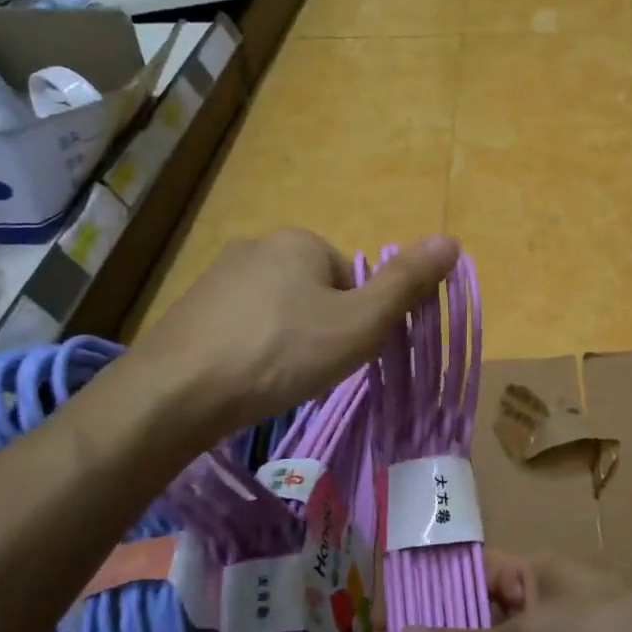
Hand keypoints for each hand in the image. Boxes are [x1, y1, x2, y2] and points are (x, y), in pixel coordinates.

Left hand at [135, 229, 458, 432]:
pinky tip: (244, 380)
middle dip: (321, 331)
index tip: (342, 355)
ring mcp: (218, 277)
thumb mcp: (359, 323)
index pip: (352, 279)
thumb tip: (452, 240)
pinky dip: (253, 351)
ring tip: (276, 380)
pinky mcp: (191, 309)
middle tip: (310, 371)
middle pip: (316, 293)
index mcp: (300, 240)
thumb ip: (406, 284)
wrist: (178, 392)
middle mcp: (257, 246)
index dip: (357, 321)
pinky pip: (242, 327)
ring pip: (278, 312)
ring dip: (287, 343)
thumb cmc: (282, 353)